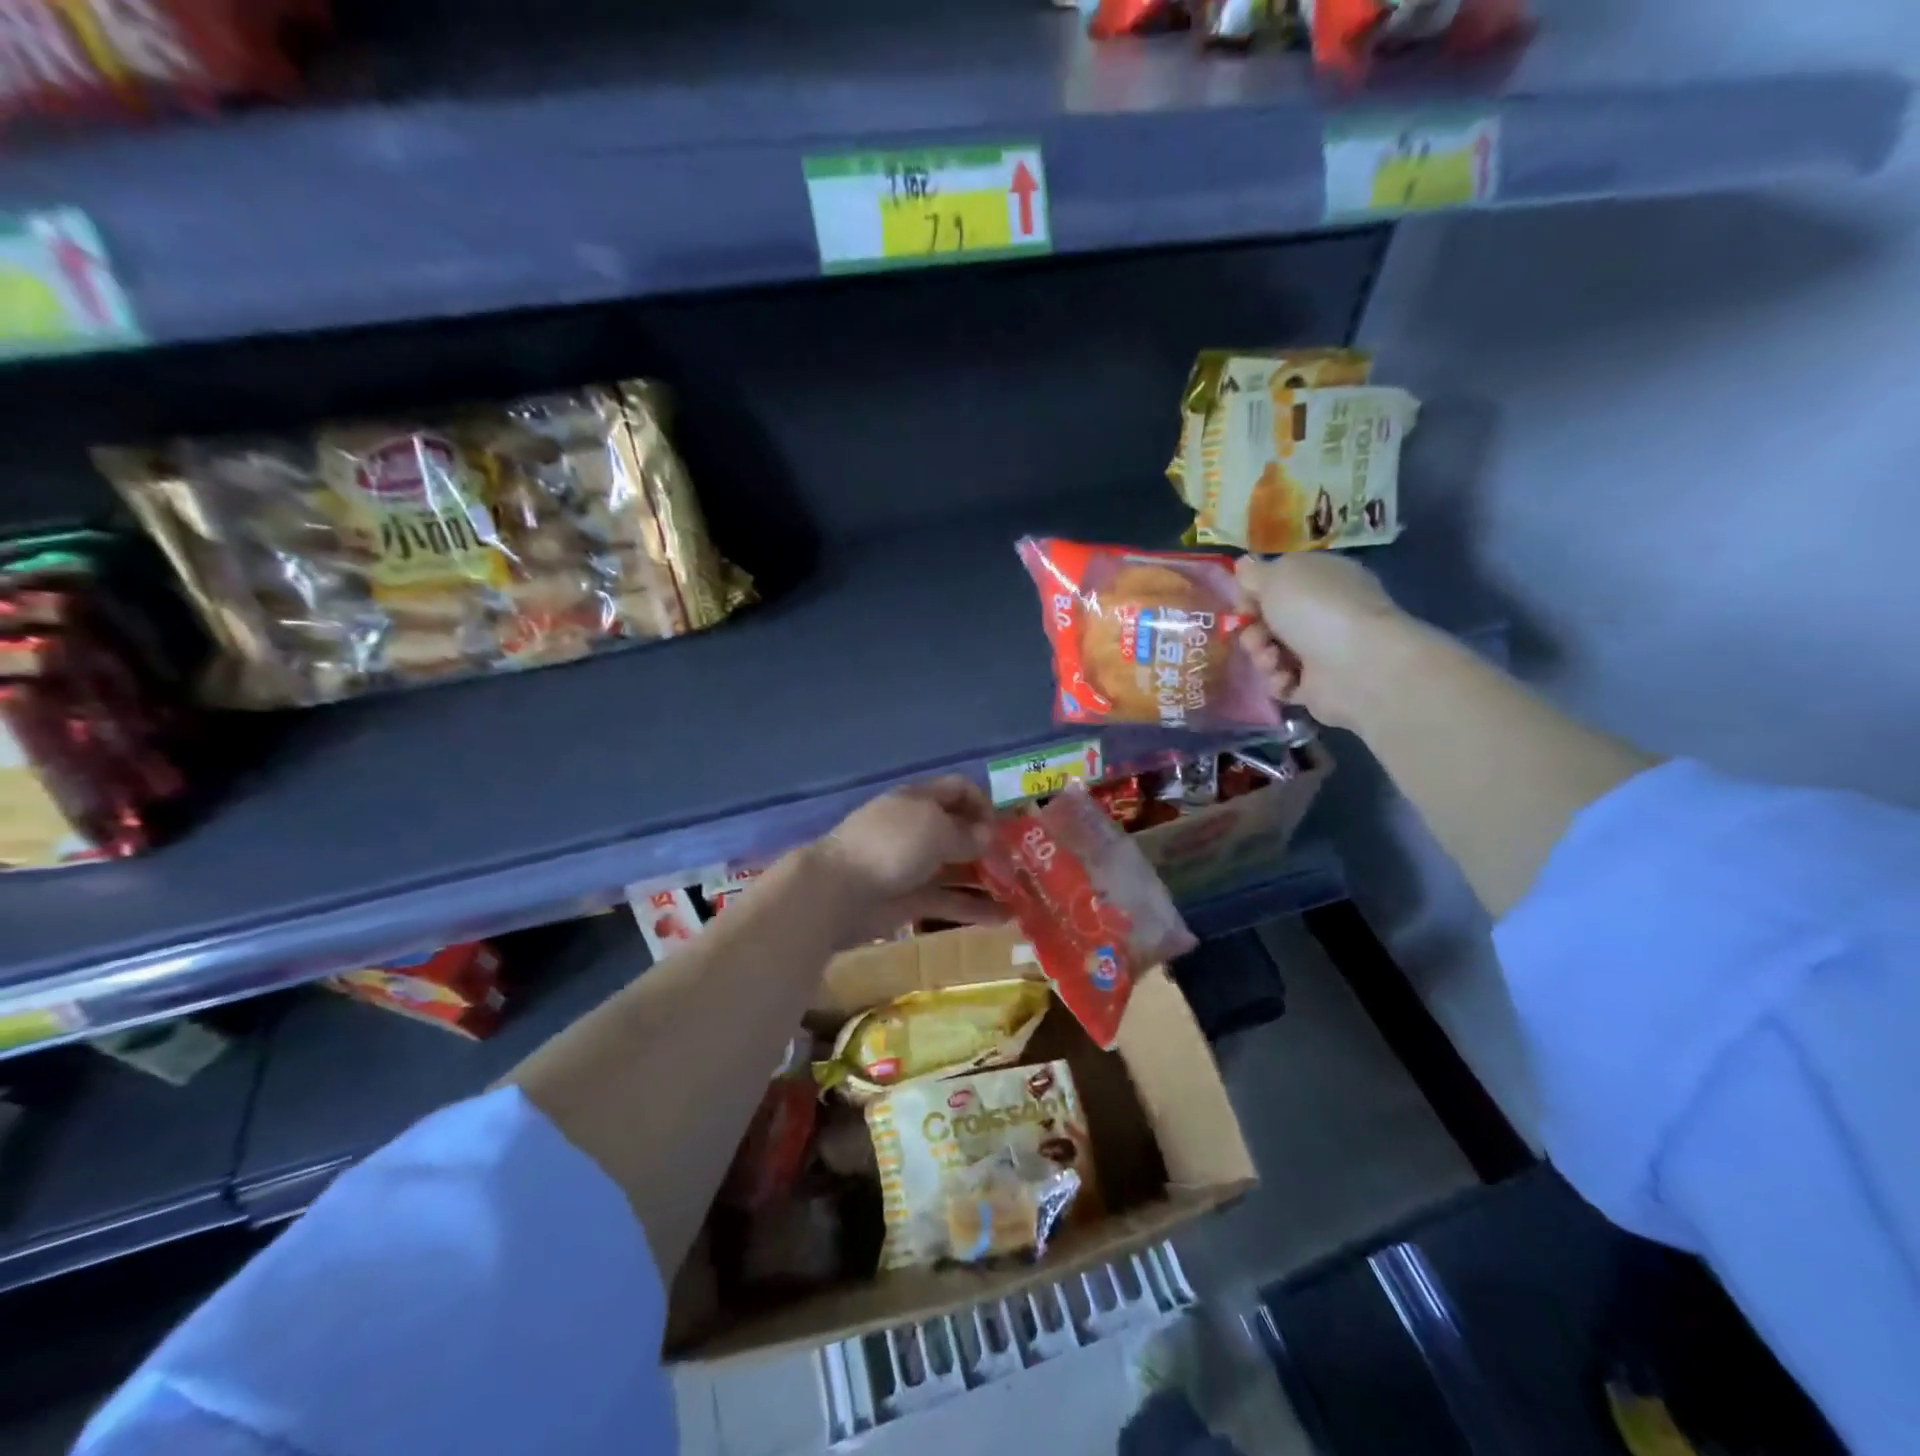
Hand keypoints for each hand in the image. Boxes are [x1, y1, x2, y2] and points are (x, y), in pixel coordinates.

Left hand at [813, 777, 1003, 944]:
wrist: (838, 890)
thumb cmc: (891, 846)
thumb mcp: (936, 830)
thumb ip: (969, 835)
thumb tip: (990, 839)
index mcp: (920, 800)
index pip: (959, 790)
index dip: (985, 804)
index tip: (1005, 828)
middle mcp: (919, 829)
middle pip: (962, 832)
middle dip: (992, 847)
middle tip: (1022, 867)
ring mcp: (913, 865)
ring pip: (958, 869)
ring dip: (989, 881)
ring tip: (1021, 896)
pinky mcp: (910, 899)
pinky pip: (949, 901)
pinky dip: (974, 908)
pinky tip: (1003, 919)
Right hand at [1235, 552, 1409, 728]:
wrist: (1358, 665)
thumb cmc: (1316, 610)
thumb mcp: (1278, 576)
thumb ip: (1254, 573)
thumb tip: (1244, 566)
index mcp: (1321, 578)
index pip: (1278, 584)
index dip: (1253, 595)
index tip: (1243, 606)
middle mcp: (1324, 612)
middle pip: (1270, 621)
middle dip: (1253, 631)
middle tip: (1256, 637)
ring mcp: (1323, 650)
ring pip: (1271, 652)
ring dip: (1261, 657)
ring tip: (1271, 660)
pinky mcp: (1319, 685)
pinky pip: (1283, 682)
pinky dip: (1278, 681)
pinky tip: (1286, 678)